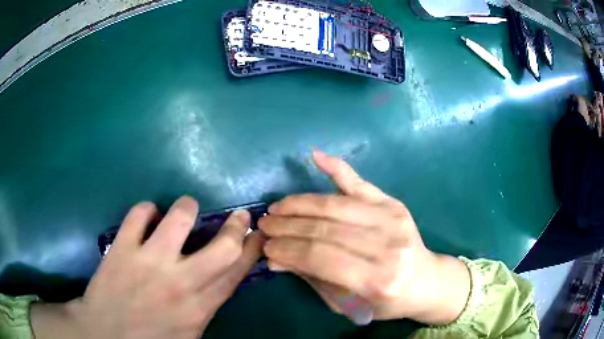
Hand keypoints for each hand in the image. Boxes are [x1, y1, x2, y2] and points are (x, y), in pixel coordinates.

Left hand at [31, 196, 263, 338]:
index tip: (258, 234)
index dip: (254, 249)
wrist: (105, 335)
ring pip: (179, 217)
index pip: (238, 272)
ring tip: (184, 212)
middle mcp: (180, 283)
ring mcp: (148, 262)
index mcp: (200, 307)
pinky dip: (147, 209)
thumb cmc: (150, 338)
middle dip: (236, 225)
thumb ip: (206, 305)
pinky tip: (147, 218)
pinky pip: (140, 213)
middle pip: (223, 246)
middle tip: (237, 215)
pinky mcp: (121, 248)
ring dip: (187, 207)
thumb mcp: (189, 332)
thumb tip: (221, 278)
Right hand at [259, 151, 470, 324]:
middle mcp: (387, 247)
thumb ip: (312, 278)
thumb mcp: (347, 304)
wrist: (425, 282)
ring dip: (299, 204)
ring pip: (335, 206)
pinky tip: (316, 156)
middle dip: (287, 226)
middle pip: (324, 229)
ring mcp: (393, 220)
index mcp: (376, 280)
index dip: (286, 249)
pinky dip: (338, 168)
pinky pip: (361, 183)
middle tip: (264, 224)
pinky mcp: (394, 204)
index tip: (265, 245)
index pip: (319, 257)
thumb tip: (274, 258)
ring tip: (277, 207)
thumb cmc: (385, 302)